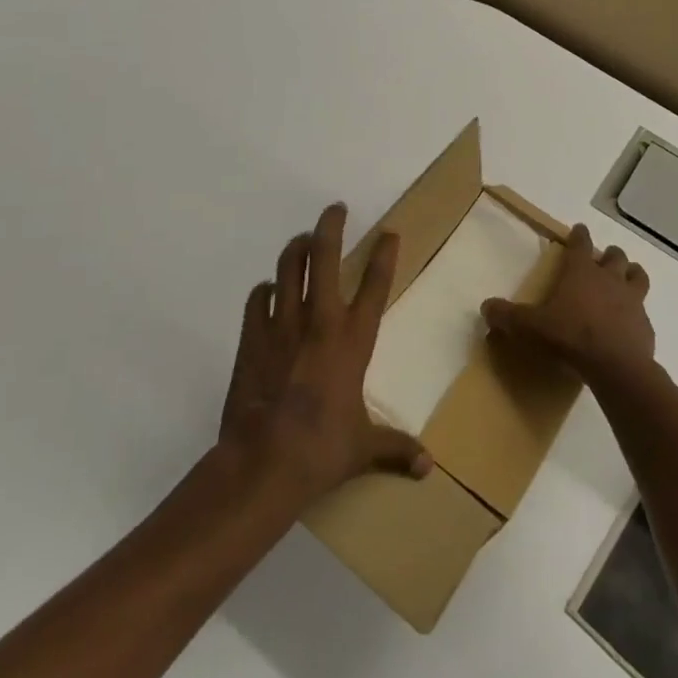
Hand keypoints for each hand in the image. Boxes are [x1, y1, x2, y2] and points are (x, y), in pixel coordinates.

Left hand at [219, 203, 432, 506]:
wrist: (261, 463)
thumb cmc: (321, 450)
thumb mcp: (364, 449)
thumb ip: (395, 449)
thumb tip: (427, 468)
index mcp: (352, 340)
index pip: (375, 286)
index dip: (384, 255)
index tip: (389, 233)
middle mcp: (318, 321)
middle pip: (323, 256)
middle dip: (330, 225)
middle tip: (335, 209)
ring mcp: (281, 325)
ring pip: (287, 268)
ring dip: (296, 248)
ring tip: (303, 239)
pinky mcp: (251, 338)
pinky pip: (257, 300)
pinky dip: (264, 291)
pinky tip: (268, 290)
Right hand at [481, 224, 653, 384]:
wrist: (615, 366)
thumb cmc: (569, 336)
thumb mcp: (530, 327)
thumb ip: (507, 316)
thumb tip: (486, 307)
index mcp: (581, 271)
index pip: (581, 243)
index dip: (579, 235)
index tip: (580, 230)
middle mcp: (609, 278)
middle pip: (615, 255)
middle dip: (608, 254)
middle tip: (601, 261)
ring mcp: (632, 300)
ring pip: (637, 275)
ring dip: (631, 274)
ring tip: (625, 280)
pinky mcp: (645, 324)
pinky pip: (643, 311)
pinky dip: (636, 313)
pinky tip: (628, 325)